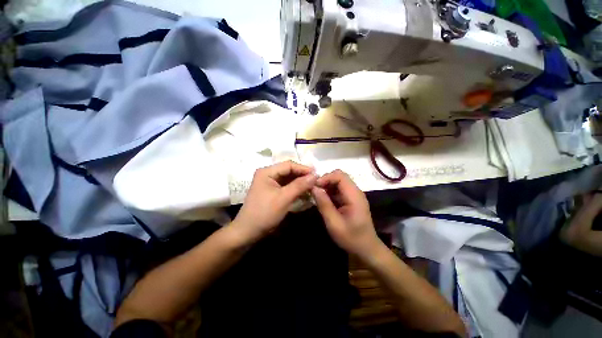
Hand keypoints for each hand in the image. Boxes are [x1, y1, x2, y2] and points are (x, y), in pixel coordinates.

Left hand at [233, 161, 316, 241]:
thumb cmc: (264, 213)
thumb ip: (299, 185)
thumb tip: (315, 175)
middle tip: (317, 181)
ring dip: (300, 182)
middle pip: (289, 171)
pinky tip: (305, 192)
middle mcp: (268, 174)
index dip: (303, 169)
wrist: (248, 233)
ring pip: (289, 179)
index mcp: (267, 172)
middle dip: (302, 176)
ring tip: (313, 186)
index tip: (317, 174)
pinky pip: (287, 186)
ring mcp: (270, 183)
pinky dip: (296, 189)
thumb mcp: (283, 198)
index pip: (288, 165)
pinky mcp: (273, 191)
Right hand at [311, 170, 381, 257]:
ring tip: (315, 194)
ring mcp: (353, 195)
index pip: (340, 176)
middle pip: (339, 176)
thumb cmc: (351, 238)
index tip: (314, 186)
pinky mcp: (350, 199)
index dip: (326, 177)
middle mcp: (355, 192)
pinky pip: (338, 189)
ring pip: (338, 182)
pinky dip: (329, 191)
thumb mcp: (334, 224)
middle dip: (325, 180)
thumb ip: (324, 204)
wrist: (366, 249)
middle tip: (313, 190)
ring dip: (326, 185)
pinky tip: (322, 199)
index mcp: (354, 196)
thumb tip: (314, 188)